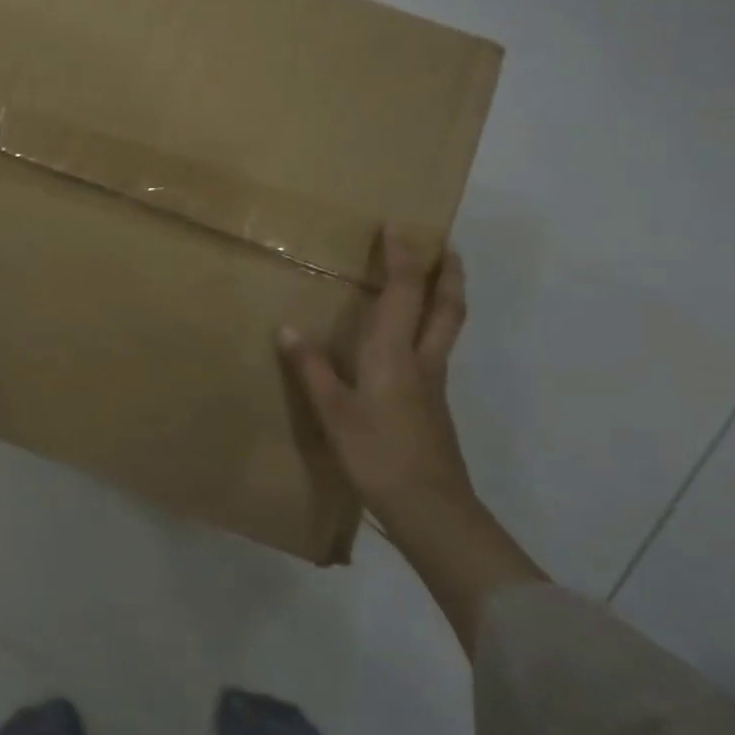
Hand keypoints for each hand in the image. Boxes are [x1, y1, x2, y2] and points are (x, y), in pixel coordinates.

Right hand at [282, 232, 544, 654]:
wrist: (430, 509)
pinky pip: (435, 351)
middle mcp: (421, 360)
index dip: (402, 258)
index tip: (398, 226)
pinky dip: (431, 328)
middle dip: (447, 273)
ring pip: (446, 328)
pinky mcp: (433, 406)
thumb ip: (312, 369)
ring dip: (444, 297)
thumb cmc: (378, 455)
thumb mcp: (334, 413)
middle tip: (445, 245)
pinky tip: (410, 341)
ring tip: (434, 280)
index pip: (403, 293)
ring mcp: (433, 384)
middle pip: (445, 307)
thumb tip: (287, 329)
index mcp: (394, 355)